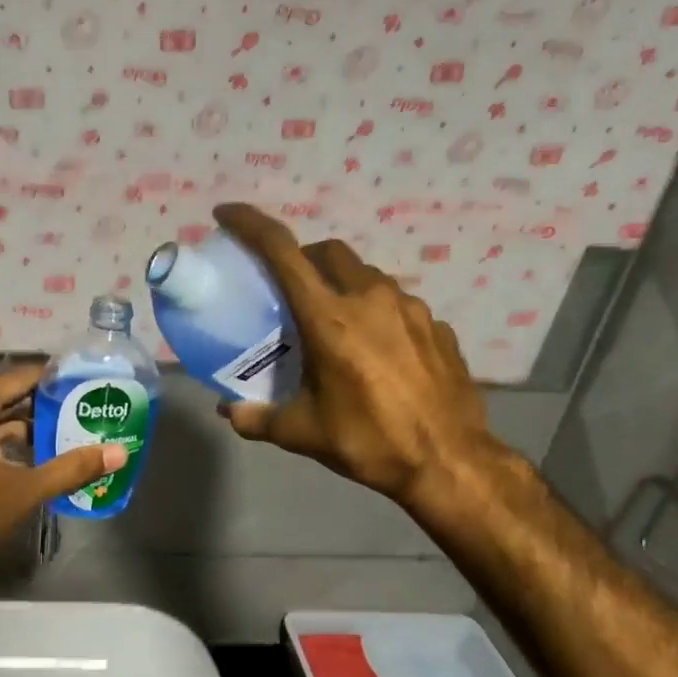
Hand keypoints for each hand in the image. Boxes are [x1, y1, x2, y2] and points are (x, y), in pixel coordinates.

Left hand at [0, 364, 127, 588]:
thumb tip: (119, 453)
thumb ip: (71, 468)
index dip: (53, 378)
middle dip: (44, 406)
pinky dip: (5, 445)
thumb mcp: (24, 491)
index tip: (86, 381)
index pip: (19, 377)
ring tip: (68, 435)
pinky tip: (35, 461)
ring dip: (26, 429)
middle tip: (85, 411)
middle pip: (6, 398)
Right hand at [212, 203, 498, 503]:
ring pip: (365, 275)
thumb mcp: (302, 433)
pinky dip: (374, 312)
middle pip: (328, 252)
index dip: (250, 225)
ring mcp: (410, 308)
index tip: (227, 215)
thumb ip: (257, 418)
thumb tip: (228, 413)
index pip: (282, 252)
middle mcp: (370, 299)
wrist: (450, 462)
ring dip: (340, 284)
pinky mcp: (437, 325)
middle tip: (287, 288)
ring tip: (332, 323)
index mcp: (329, 318)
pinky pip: (396, 303)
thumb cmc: (369, 441)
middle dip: (302, 258)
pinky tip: (374, 349)